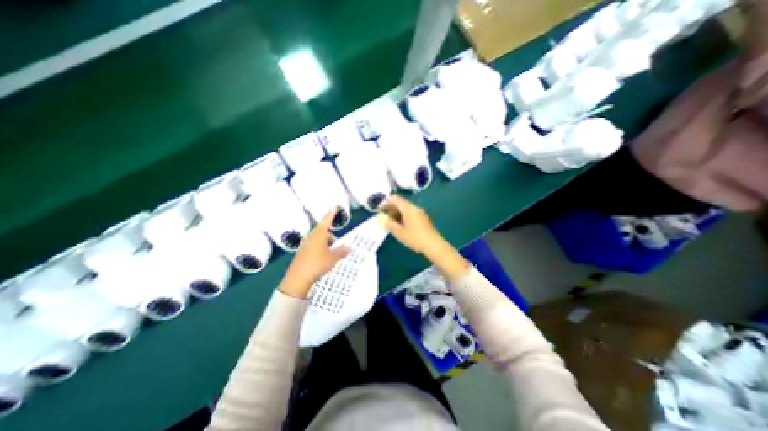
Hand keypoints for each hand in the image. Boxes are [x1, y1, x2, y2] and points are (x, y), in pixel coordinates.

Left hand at [279, 208, 349, 298]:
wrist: (297, 278)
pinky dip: (320, 248)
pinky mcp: (302, 253)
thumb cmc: (317, 264)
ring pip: (318, 240)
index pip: (327, 220)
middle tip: (338, 244)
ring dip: (326, 243)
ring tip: (332, 253)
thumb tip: (348, 247)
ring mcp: (305, 245)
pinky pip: (314, 246)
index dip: (332, 214)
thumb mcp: (333, 258)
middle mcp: (311, 237)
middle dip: (331, 236)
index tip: (335, 208)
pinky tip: (323, 258)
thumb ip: (342, 251)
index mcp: (319, 234)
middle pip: (323, 231)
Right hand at [378, 193, 468, 279]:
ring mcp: (421, 213)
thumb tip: (383, 218)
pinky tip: (402, 227)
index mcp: (408, 208)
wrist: (434, 245)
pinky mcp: (424, 219)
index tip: (381, 211)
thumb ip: (389, 224)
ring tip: (392, 224)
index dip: (386, 203)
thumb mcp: (399, 232)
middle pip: (401, 203)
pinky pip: (412, 213)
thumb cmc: (414, 238)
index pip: (395, 199)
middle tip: (385, 218)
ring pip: (406, 209)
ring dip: (398, 214)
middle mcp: (415, 208)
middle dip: (392, 209)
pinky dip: (404, 217)